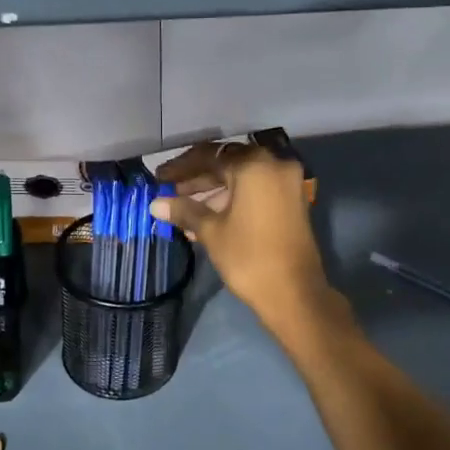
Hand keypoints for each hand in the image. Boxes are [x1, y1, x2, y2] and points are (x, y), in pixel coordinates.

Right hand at [151, 142, 340, 334]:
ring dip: (211, 191)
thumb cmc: (248, 257)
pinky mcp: (291, 202)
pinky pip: (254, 191)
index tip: (159, 177)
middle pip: (227, 164)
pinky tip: (205, 218)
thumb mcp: (211, 231)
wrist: (294, 293)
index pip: (209, 156)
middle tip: (168, 191)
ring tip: (181, 209)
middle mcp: (274, 165)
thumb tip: (155, 204)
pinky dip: (231, 199)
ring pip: (241, 179)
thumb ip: (184, 210)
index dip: (180, 167)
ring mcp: (286, 183)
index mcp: (254, 165)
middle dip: (196, 179)